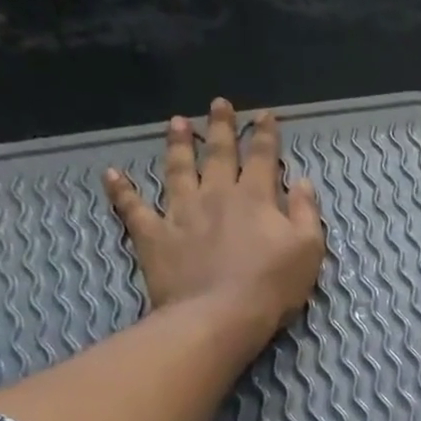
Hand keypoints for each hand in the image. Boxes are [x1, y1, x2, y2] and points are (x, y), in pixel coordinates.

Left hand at [102, 98, 325, 333]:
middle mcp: (216, 195)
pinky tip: (113, 175)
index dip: (265, 134)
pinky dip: (123, 191)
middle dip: (221, 127)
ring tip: (177, 123)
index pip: (262, 157)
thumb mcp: (308, 251)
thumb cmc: (272, 287)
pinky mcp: (155, 236)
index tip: (264, 114)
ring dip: (178, 145)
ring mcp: (181, 213)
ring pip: (178, 170)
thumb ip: (307, 214)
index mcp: (256, 198)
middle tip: (218, 104)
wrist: (220, 316)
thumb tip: (303, 182)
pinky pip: (134, 209)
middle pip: (219, 154)